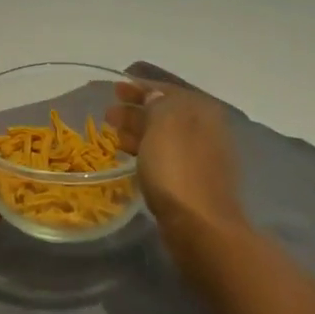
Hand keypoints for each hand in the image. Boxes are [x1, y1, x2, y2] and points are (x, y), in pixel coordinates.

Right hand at [103, 78, 245, 235]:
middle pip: (165, 113)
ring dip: (138, 131)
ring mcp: (201, 157)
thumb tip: (154, 96)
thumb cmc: (177, 169)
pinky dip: (146, 151)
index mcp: (201, 111)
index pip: (167, 90)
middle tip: (108, 113)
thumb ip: (157, 104)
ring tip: (112, 134)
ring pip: (163, 136)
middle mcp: (206, 130)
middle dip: (136, 109)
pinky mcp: (193, 182)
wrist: (200, 226)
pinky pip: (165, 157)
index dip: (140, 87)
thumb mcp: (163, 124)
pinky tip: (129, 156)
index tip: (115, 89)